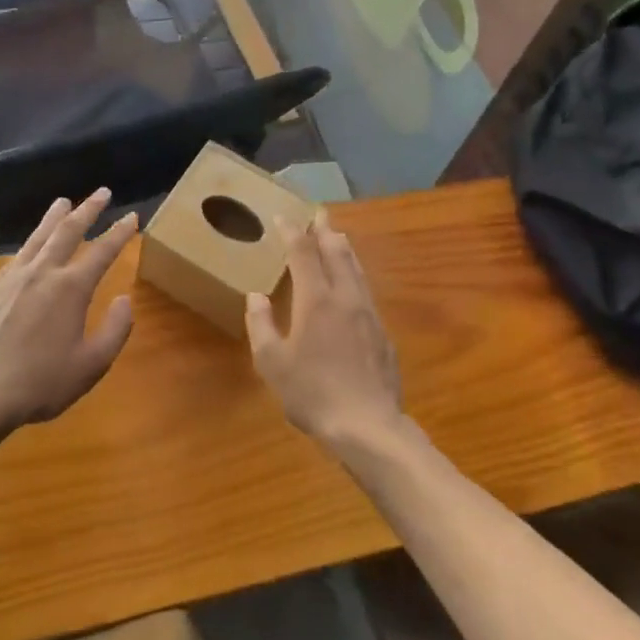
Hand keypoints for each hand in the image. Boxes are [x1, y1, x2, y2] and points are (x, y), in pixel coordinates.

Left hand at [0, 190, 137, 432]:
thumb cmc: (41, 382)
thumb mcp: (91, 365)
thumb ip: (115, 330)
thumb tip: (124, 300)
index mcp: (71, 288)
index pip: (102, 251)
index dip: (120, 233)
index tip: (132, 217)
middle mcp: (43, 272)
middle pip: (68, 230)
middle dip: (88, 209)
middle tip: (102, 192)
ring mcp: (13, 278)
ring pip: (38, 236)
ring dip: (54, 216)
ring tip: (63, 201)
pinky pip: (16, 257)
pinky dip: (30, 244)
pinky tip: (30, 246)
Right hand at [245, 214, 403, 449]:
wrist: (368, 426)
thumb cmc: (313, 393)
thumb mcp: (272, 363)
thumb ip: (262, 325)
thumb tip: (256, 297)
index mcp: (315, 299)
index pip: (303, 253)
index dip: (292, 232)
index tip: (283, 217)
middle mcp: (344, 297)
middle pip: (336, 252)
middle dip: (324, 230)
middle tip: (318, 214)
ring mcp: (368, 314)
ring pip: (356, 269)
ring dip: (344, 248)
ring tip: (337, 236)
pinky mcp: (383, 333)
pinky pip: (366, 290)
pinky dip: (355, 274)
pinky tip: (353, 284)